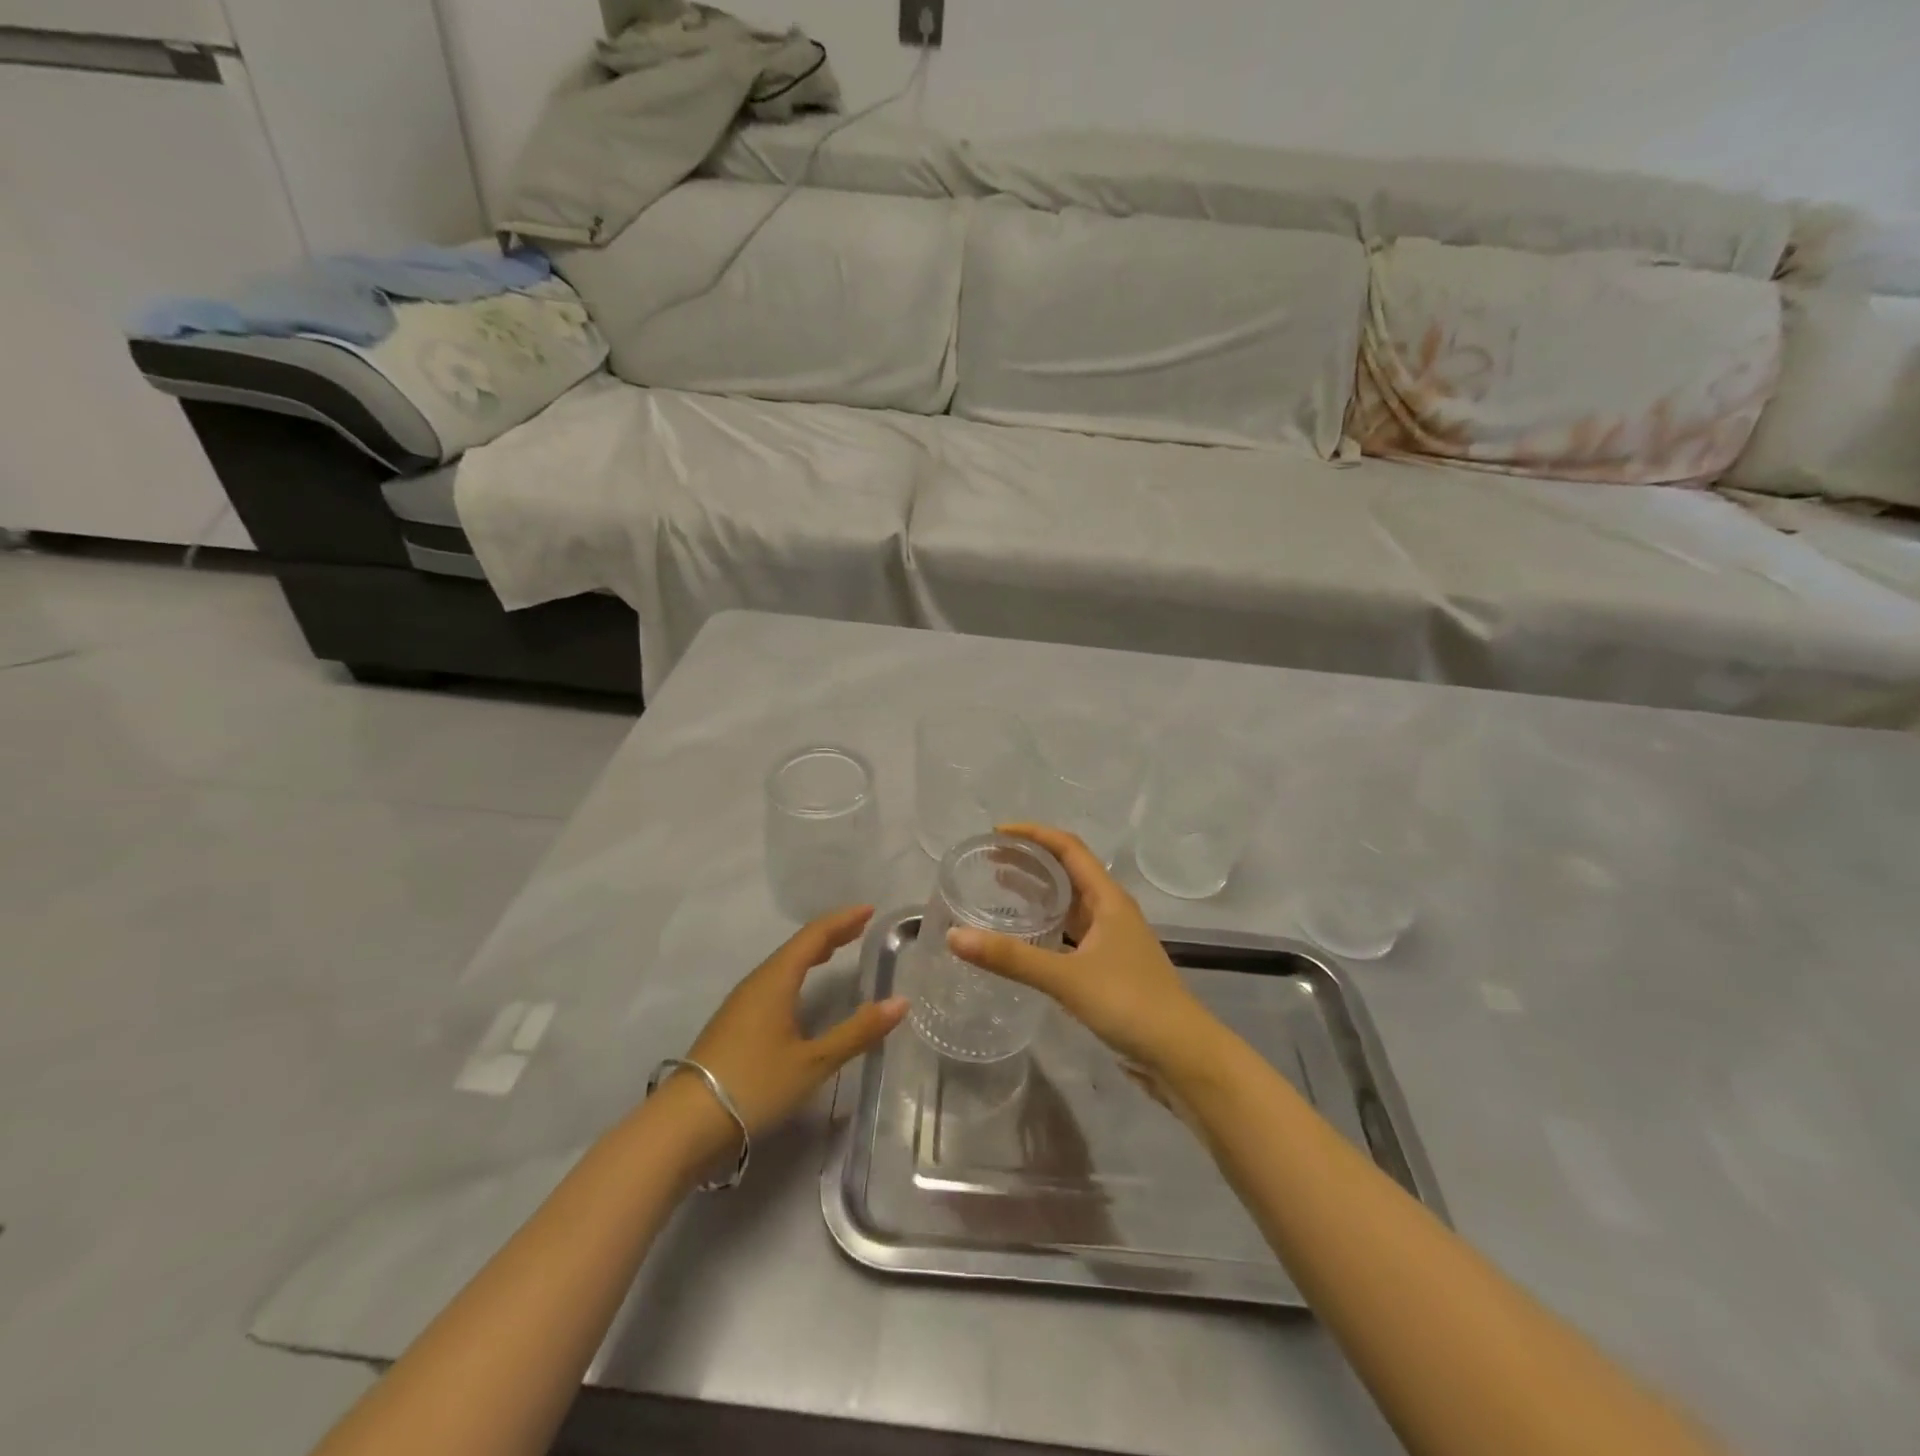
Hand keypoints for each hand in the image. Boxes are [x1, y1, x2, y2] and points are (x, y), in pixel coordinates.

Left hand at [679, 906, 906, 1138]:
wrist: (685, 1124)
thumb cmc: (754, 1085)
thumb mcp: (813, 1062)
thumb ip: (856, 1032)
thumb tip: (900, 1002)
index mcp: (776, 980)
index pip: (814, 937)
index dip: (842, 921)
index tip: (869, 910)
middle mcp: (757, 983)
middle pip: (797, 947)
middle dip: (830, 934)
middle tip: (860, 927)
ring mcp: (741, 1004)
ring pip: (782, 965)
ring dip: (812, 953)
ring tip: (836, 950)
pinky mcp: (734, 1025)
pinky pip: (773, 983)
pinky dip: (797, 974)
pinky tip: (800, 991)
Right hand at [946, 825, 1226, 1082]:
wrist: (1182, 1055)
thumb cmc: (1130, 1003)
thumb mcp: (1067, 978)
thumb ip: (1011, 958)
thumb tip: (955, 937)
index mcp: (1108, 899)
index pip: (1069, 848)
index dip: (1034, 834)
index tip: (996, 833)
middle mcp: (1111, 912)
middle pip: (1068, 872)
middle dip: (1031, 861)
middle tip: (990, 861)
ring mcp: (1112, 941)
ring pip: (1070, 905)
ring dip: (1039, 894)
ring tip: (999, 891)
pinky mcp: (1109, 969)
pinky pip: (1071, 935)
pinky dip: (1047, 928)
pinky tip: (1025, 940)